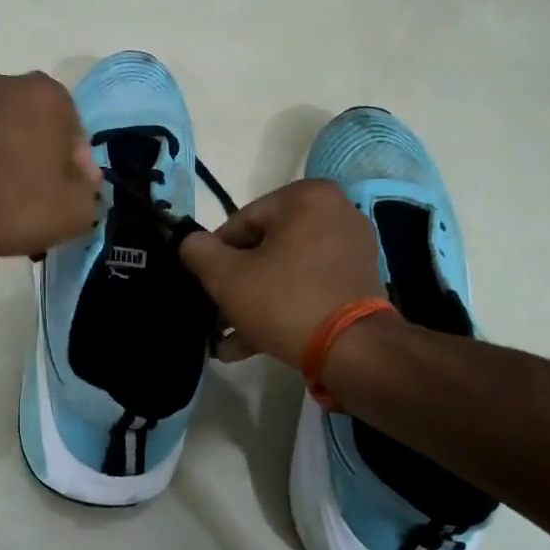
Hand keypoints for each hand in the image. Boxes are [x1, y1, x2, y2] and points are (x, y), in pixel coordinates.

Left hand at [0, 72, 101, 267]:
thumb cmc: (16, 206)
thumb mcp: (77, 211)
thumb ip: (90, 192)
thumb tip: (81, 183)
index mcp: (45, 93)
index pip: (75, 133)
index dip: (76, 169)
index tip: (69, 197)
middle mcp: (3, 86)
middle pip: (37, 128)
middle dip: (42, 158)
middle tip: (41, 199)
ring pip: (1, 136)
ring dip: (9, 160)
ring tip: (7, 203)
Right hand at [177, 180, 383, 367]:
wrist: (353, 351)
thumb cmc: (285, 301)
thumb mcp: (226, 277)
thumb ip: (198, 252)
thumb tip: (189, 242)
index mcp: (306, 198)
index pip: (242, 222)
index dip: (216, 255)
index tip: (206, 284)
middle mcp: (336, 213)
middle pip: (265, 247)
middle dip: (236, 284)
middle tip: (215, 314)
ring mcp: (352, 249)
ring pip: (285, 271)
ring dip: (254, 302)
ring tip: (226, 338)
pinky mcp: (359, 281)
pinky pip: (308, 286)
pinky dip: (282, 307)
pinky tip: (250, 343)